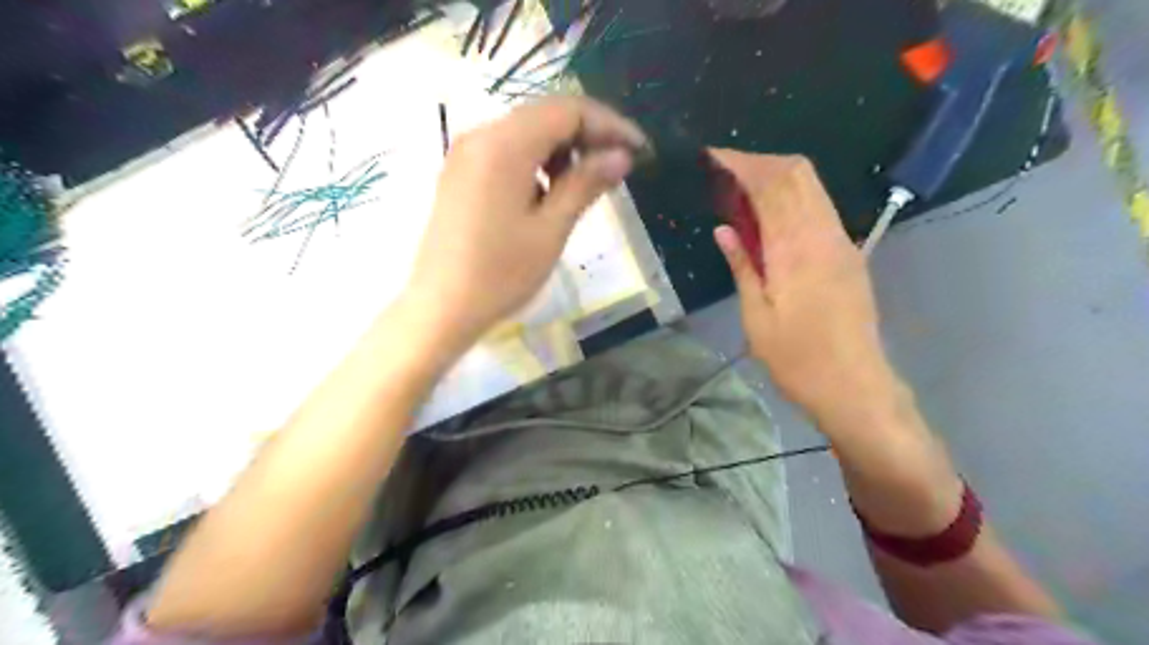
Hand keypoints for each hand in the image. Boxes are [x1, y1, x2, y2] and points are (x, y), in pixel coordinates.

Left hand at [403, 97, 644, 347]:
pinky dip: (536, 161)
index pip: (567, 110)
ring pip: (526, 131)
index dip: (609, 125)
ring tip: (585, 185)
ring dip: (562, 149)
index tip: (639, 150)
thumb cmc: (500, 274)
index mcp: (504, 145)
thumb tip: (621, 156)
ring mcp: (465, 153)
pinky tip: (549, 192)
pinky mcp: (460, 172)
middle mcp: (481, 135)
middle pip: (545, 115)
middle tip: (617, 168)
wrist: (441, 308)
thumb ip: (586, 184)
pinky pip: (507, 150)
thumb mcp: (551, 230)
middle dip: (587, 135)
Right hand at [711, 149, 895, 431]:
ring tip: (743, 186)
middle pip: (798, 173)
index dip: (742, 164)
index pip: (771, 186)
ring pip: (812, 186)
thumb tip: (724, 230)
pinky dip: (793, 196)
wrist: (854, 385)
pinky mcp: (849, 253)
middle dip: (760, 161)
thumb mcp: (756, 317)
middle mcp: (824, 235)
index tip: (714, 156)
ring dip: (778, 175)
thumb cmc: (797, 359)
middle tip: (725, 169)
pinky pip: (819, 207)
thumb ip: (742, 267)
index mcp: (796, 250)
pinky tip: (771, 213)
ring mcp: (842, 242)